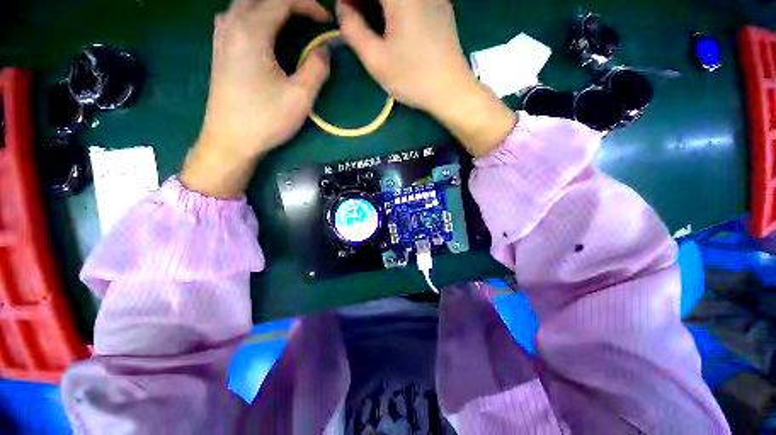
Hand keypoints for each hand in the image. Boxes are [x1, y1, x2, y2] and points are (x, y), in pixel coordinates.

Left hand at [181, 0, 330, 197]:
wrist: (230, 140)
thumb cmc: (266, 119)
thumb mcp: (300, 97)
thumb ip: (316, 69)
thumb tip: (323, 49)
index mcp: (252, 31)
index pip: (282, 0)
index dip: (308, 5)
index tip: (327, 21)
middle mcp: (232, 25)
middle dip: (289, 2)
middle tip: (310, 18)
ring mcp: (221, 37)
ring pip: (245, 3)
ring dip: (269, 6)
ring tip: (289, 20)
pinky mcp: (219, 50)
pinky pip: (234, 16)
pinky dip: (252, 14)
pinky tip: (260, 28)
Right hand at [337, 0, 516, 156]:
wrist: (451, 91)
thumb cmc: (413, 78)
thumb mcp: (376, 59)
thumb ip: (353, 29)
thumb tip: (342, 9)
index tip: (344, 11)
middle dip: (365, 0)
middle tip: (354, 15)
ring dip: (379, 2)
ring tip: (369, 19)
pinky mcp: (442, 8)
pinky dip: (396, 5)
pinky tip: (393, 22)